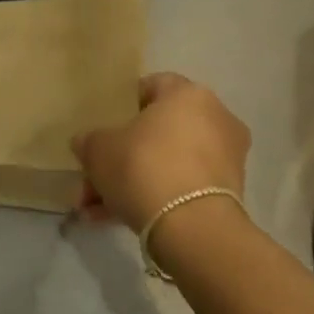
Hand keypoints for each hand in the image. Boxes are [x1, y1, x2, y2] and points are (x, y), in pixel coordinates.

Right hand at [72, 73, 249, 232]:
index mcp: (188, 94)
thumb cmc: (143, 166)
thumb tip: (86, 143)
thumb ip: (90, 141)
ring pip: (166, 164)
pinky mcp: (227, 195)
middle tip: (93, 178)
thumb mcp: (98, 149)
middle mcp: (215, 119)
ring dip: (131, 184)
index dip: (124, 105)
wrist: (191, 227)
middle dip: (121, 157)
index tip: (104, 126)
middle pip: (157, 133)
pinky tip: (115, 219)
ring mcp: (225, 158)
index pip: (152, 86)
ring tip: (95, 209)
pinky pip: (181, 188)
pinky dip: (153, 199)